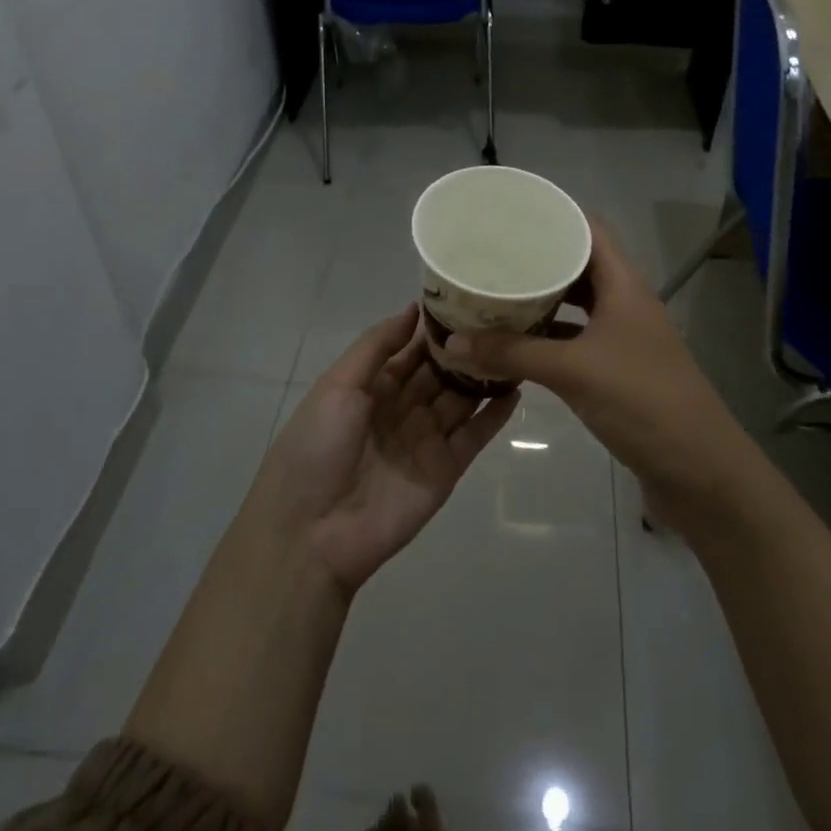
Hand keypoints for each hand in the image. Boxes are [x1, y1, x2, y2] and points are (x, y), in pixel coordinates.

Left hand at [253, 304, 518, 593]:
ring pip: (461, 399)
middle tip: (501, 317)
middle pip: (440, 372)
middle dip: (465, 348)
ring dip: (484, 375)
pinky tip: (516, 389)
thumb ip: (377, 345)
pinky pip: (475, 436)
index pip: (411, 349)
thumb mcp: (338, 385)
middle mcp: (402, 408)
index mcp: (372, 387)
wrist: (312, 532)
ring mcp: (426, 439)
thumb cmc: (317, 446)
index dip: (435, 327)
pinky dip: (495, 415)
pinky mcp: (446, 469)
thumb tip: (413, 308)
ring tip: (517, 344)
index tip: (466, 298)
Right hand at [443, 219, 743, 501]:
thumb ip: (513, 353)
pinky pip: (577, 340)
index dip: (555, 216)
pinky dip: (549, 338)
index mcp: (623, 284)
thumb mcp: (572, 370)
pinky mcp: (618, 370)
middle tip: (491, 255)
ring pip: (577, 305)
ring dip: (542, 300)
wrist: (699, 470)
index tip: (511, 214)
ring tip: (496, 293)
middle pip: (579, 266)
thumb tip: (452, 342)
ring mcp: (624, 338)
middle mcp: (625, 302)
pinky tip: (517, 344)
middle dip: (538, 260)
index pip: (590, 230)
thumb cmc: (641, 401)